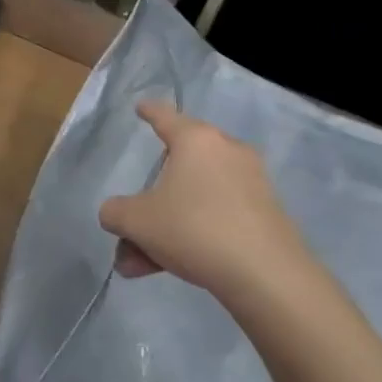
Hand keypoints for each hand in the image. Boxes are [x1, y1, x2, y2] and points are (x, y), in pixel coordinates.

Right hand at [99, 100, 307, 302]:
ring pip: (194, 198)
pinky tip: (172, 267)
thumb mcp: (138, 222)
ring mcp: (250, 182)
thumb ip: (116, 213)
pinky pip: (217, 215)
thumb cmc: (194, 229)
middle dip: (148, 203)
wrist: (267, 274)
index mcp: (195, 140)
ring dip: (165, 227)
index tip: (142, 107)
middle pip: (178, 168)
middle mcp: (226, 151)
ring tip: (140, 264)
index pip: (165, 116)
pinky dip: (193, 234)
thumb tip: (114, 213)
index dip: (149, 112)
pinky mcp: (265, 213)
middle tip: (128, 230)